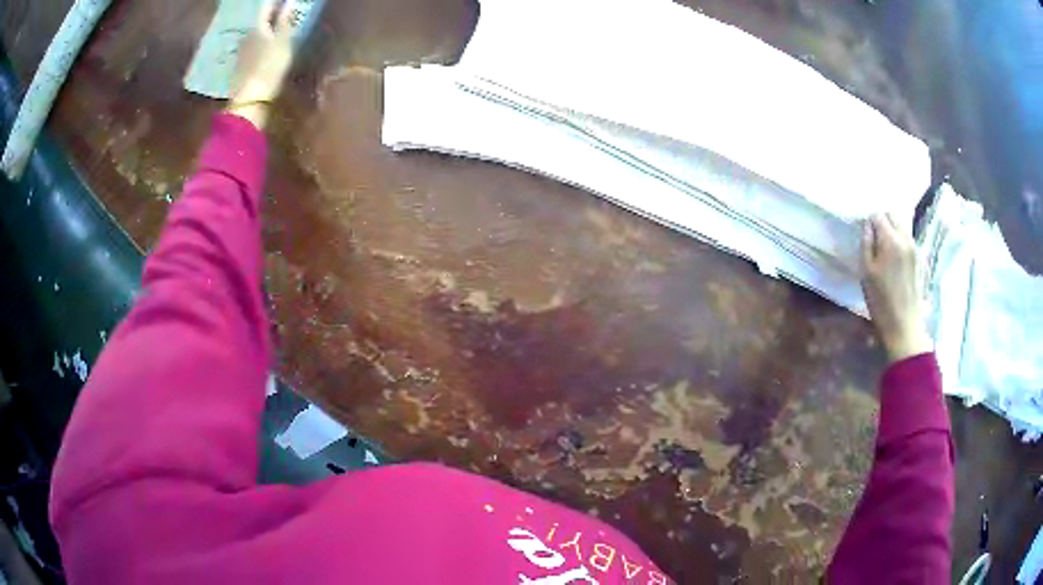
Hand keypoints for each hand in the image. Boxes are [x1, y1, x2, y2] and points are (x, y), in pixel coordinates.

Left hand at [226, 0, 299, 128]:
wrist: (249, 100)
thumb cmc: (269, 67)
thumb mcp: (283, 42)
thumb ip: (286, 21)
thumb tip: (289, 3)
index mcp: (257, 26)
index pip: (267, 6)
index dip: (277, 3)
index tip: (286, 3)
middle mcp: (246, 36)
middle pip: (259, 21)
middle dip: (270, 18)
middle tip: (282, 16)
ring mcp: (241, 53)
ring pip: (254, 36)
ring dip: (264, 33)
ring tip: (275, 34)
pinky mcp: (239, 68)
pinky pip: (251, 50)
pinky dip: (259, 47)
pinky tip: (265, 52)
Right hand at [861, 213, 932, 362]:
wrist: (904, 325)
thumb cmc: (880, 300)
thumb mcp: (866, 271)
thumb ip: (866, 243)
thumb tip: (868, 226)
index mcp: (891, 239)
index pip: (878, 215)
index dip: (869, 222)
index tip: (864, 234)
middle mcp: (905, 238)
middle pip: (892, 216)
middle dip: (882, 221)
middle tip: (874, 239)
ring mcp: (914, 248)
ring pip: (901, 227)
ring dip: (892, 231)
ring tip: (883, 249)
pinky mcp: (919, 258)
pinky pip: (907, 240)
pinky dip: (899, 241)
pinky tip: (894, 259)